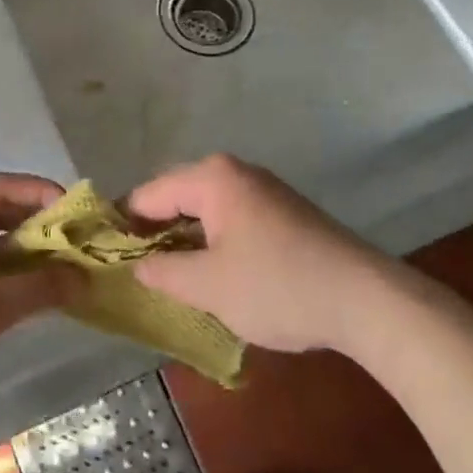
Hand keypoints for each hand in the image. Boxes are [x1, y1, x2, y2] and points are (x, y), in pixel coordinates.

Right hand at [128, 154, 387, 352]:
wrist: (366, 300)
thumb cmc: (277, 286)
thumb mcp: (208, 286)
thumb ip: (163, 272)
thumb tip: (138, 266)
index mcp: (211, 178)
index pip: (147, 195)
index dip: (123, 226)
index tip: (106, 258)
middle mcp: (235, 173)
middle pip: (175, 198)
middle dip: (154, 233)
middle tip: (138, 273)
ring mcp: (263, 190)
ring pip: (204, 211)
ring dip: (185, 241)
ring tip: (171, 278)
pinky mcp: (284, 212)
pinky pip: (231, 220)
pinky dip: (214, 243)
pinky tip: (215, 274)